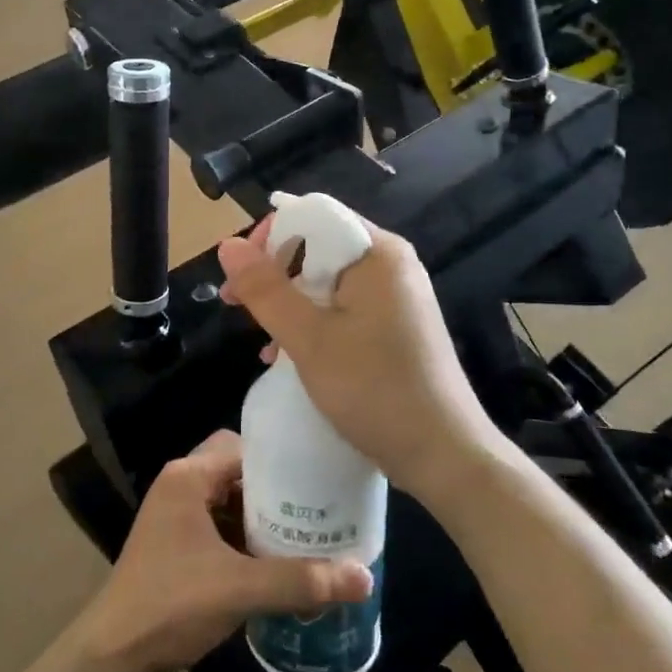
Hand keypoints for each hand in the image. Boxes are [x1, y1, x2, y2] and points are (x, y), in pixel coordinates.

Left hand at [75, 432, 372, 671]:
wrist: (113, 655)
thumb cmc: (172, 604)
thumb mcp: (241, 589)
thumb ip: (301, 580)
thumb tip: (365, 577)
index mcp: (189, 477)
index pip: (244, 447)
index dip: (283, 460)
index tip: (321, 478)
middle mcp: (180, 486)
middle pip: (238, 471)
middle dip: (277, 491)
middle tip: (319, 509)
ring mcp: (175, 517)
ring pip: (229, 500)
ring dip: (262, 517)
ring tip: (307, 534)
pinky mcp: (176, 545)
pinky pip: (219, 527)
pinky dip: (245, 538)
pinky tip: (276, 563)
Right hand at [217, 217, 489, 501]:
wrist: (443, 455)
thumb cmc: (374, 388)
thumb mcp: (309, 338)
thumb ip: (266, 289)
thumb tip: (227, 245)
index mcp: (378, 253)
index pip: (313, 216)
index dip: (270, 237)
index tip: (239, 274)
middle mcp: (391, 265)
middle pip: (320, 247)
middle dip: (275, 274)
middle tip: (237, 306)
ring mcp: (396, 298)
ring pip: (328, 282)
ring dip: (290, 304)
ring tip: (261, 339)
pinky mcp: (396, 328)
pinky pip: (344, 309)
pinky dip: (314, 324)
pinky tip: (288, 356)